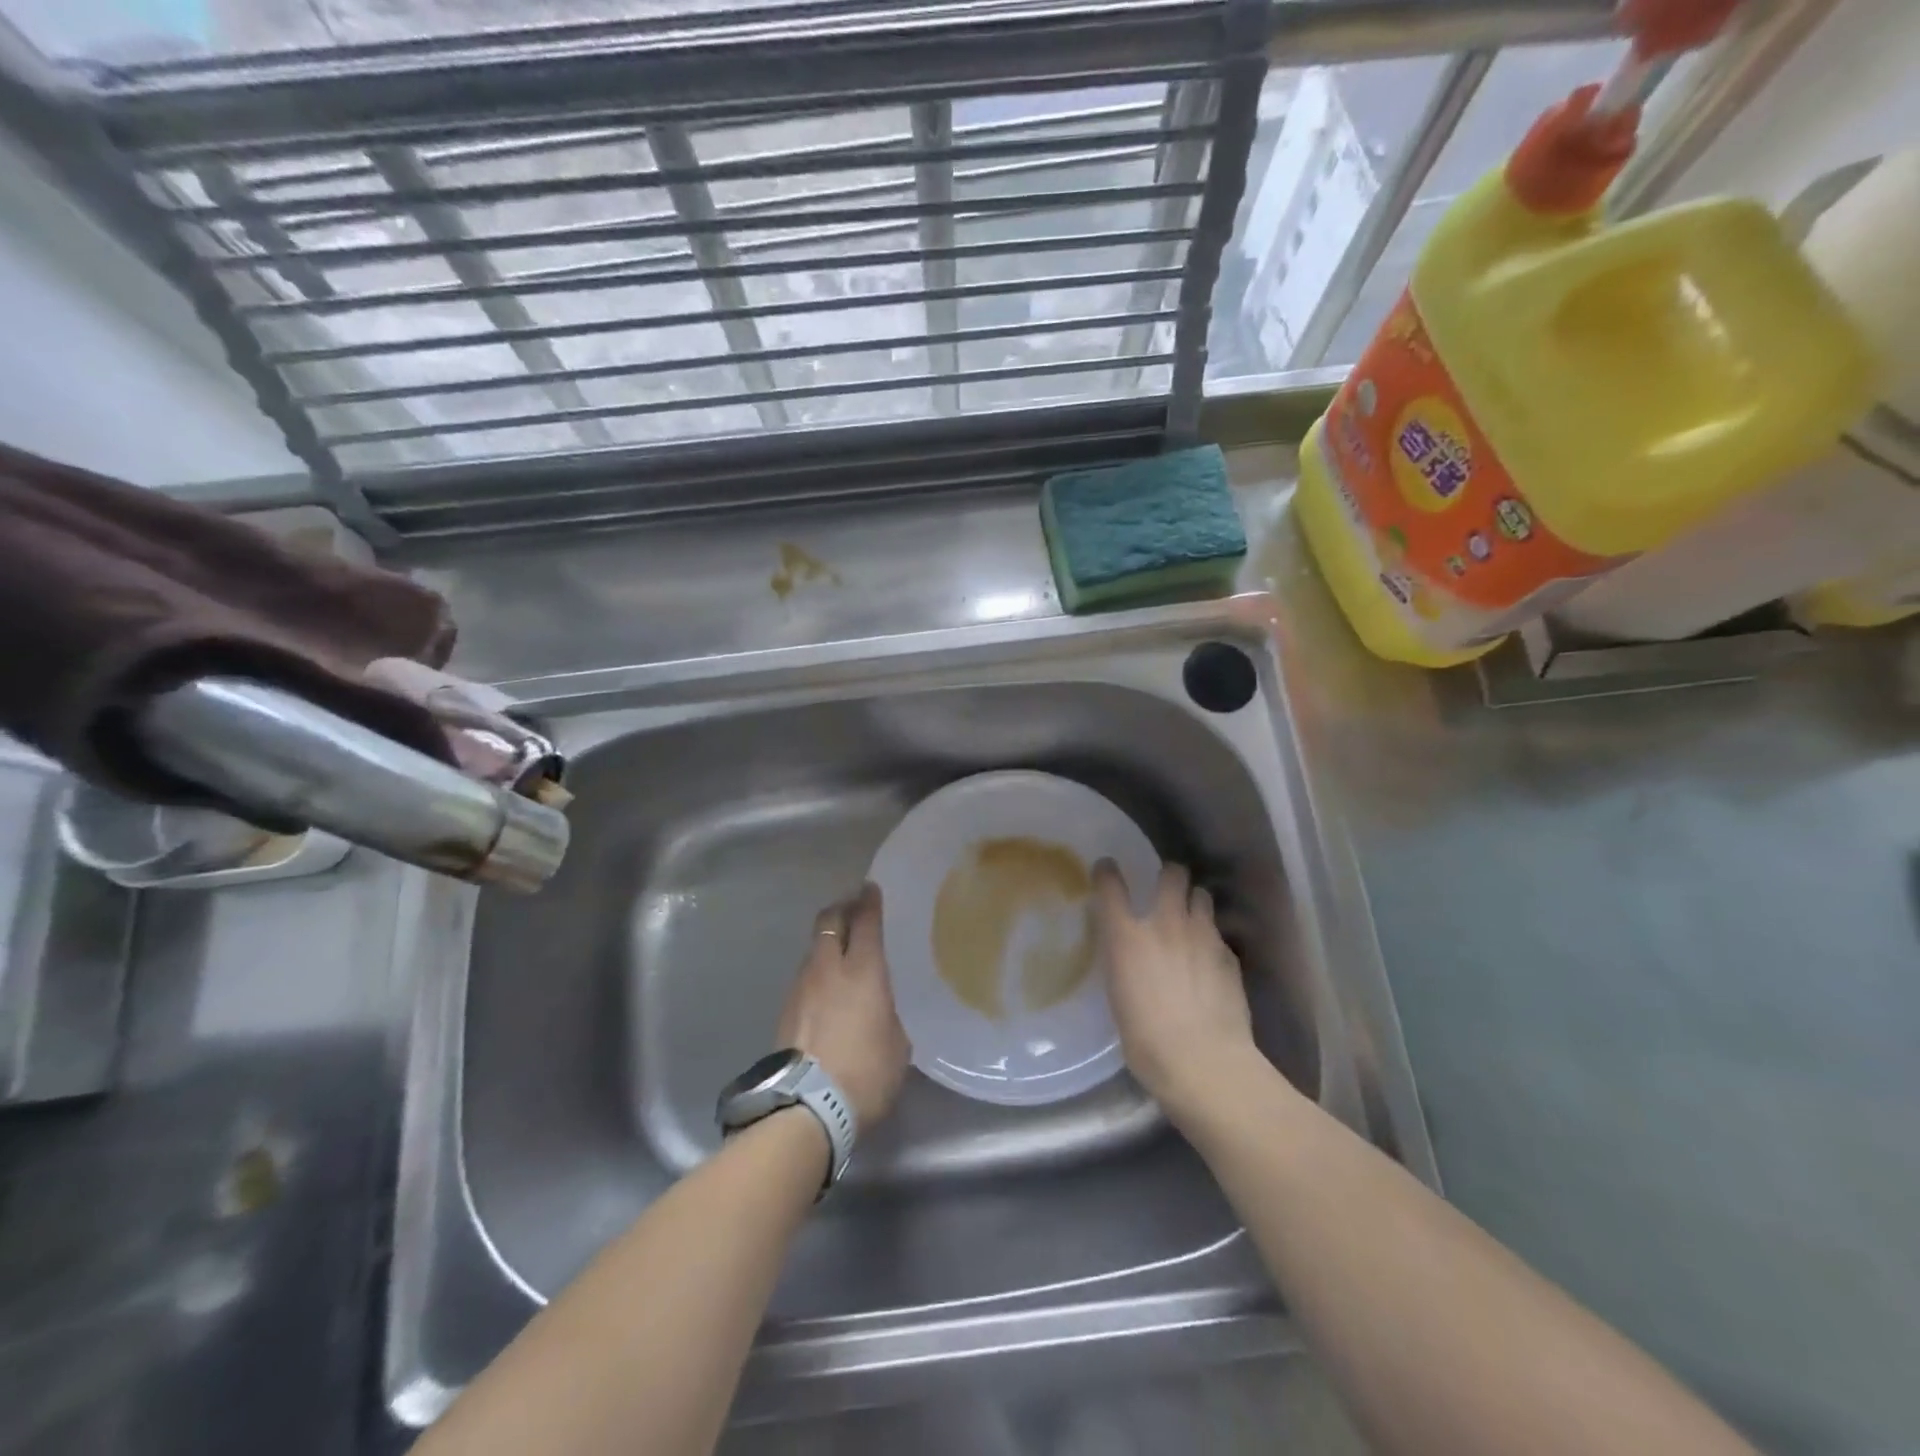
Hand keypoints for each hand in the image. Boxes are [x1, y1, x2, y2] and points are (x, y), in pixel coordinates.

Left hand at [776, 883, 909, 1128]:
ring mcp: (802, 987)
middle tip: (853, 907)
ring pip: (814, 948)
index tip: (870, 889)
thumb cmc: (866, 1073)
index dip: (869, 902)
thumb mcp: (897, 1045)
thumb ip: (888, 1015)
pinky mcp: (785, 1009)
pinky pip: (805, 976)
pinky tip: (825, 989)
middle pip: (830, 921)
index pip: (866, 921)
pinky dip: (817, 971)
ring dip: (827, 941)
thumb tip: (879, 1012)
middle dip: (842, 908)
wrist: (807, 1107)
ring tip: (839, 950)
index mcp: (864, 971)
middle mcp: (829, 968)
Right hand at [1093, 860, 1258, 1122]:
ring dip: (1194, 901)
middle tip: (1166, 889)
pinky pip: (1218, 933)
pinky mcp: (1229, 955)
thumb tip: (1128, 952)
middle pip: (1172, 874)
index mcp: (1126, 936)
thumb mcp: (1118, 996)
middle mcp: (1165, 924)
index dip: (1107, 872)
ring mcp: (1202, 935)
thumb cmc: (1146, 1040)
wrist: (1203, 1061)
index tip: (1107, 869)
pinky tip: (1210, 960)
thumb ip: (1123, 962)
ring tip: (1191, 919)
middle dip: (1169, 876)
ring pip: (1202, 895)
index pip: (1110, 885)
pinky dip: (1211, 938)